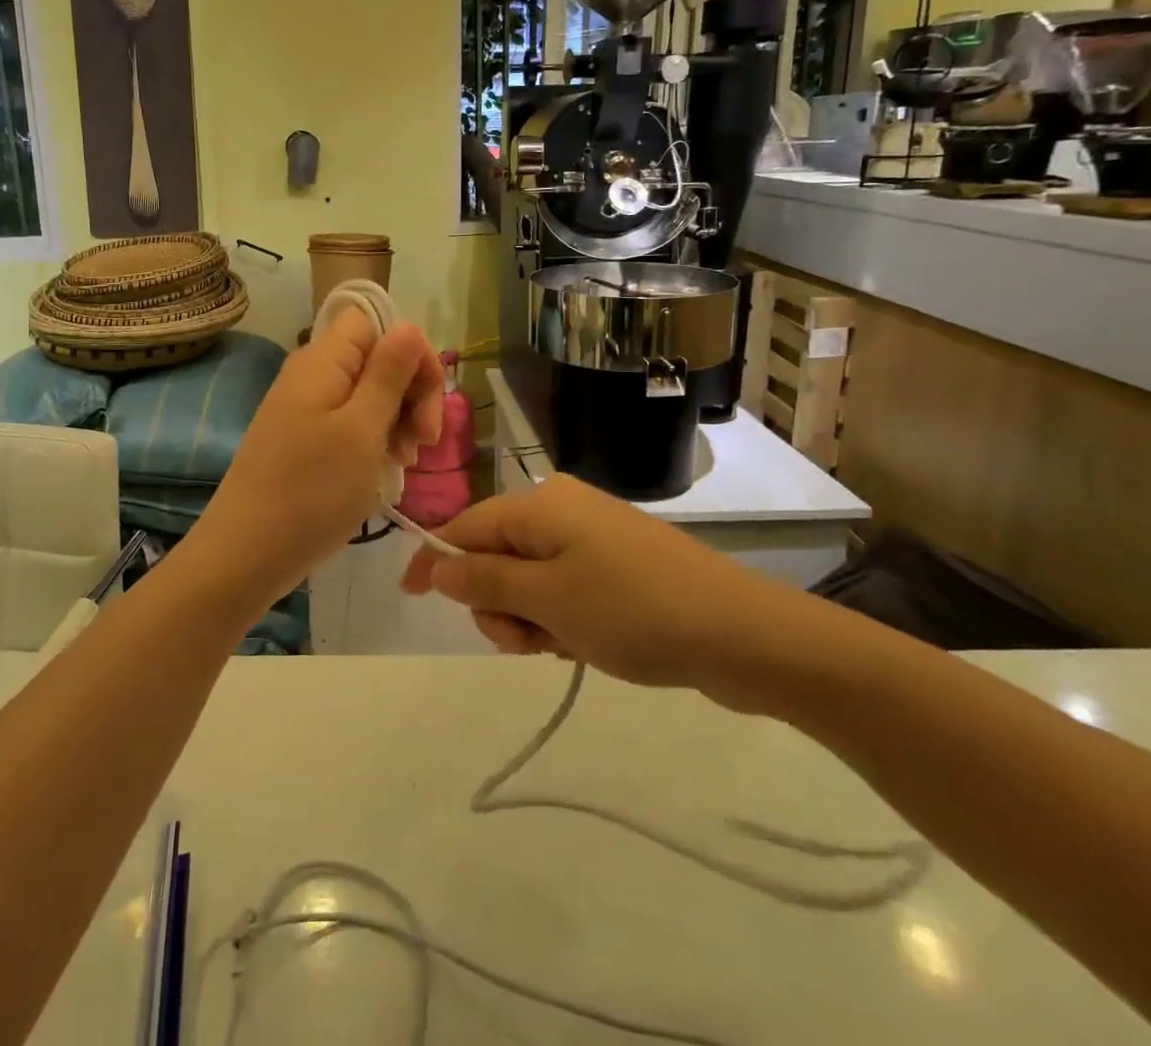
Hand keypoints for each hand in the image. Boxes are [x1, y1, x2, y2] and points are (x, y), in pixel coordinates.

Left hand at [198, 308, 444, 604]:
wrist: (246, 554)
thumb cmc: (311, 491)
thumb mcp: (361, 431)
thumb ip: (388, 374)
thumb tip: (409, 326)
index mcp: (323, 361)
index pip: (376, 323)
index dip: (411, 353)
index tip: (428, 403)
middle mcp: (312, 375)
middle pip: (376, 358)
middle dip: (410, 393)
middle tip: (424, 443)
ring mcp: (305, 408)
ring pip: (368, 394)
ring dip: (397, 421)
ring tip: (404, 463)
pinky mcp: (303, 439)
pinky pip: (350, 423)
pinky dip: (374, 441)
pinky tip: (384, 471)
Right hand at [401, 473, 850, 711]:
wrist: (740, 633)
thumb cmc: (632, 609)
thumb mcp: (548, 599)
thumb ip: (485, 581)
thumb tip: (435, 564)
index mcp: (539, 503)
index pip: (465, 526)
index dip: (434, 561)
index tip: (411, 598)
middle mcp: (561, 509)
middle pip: (495, 555)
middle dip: (497, 603)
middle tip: (525, 640)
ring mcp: (591, 537)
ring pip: (528, 579)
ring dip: (530, 617)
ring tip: (563, 646)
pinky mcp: (615, 564)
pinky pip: (563, 587)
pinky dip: (559, 617)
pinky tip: (584, 644)